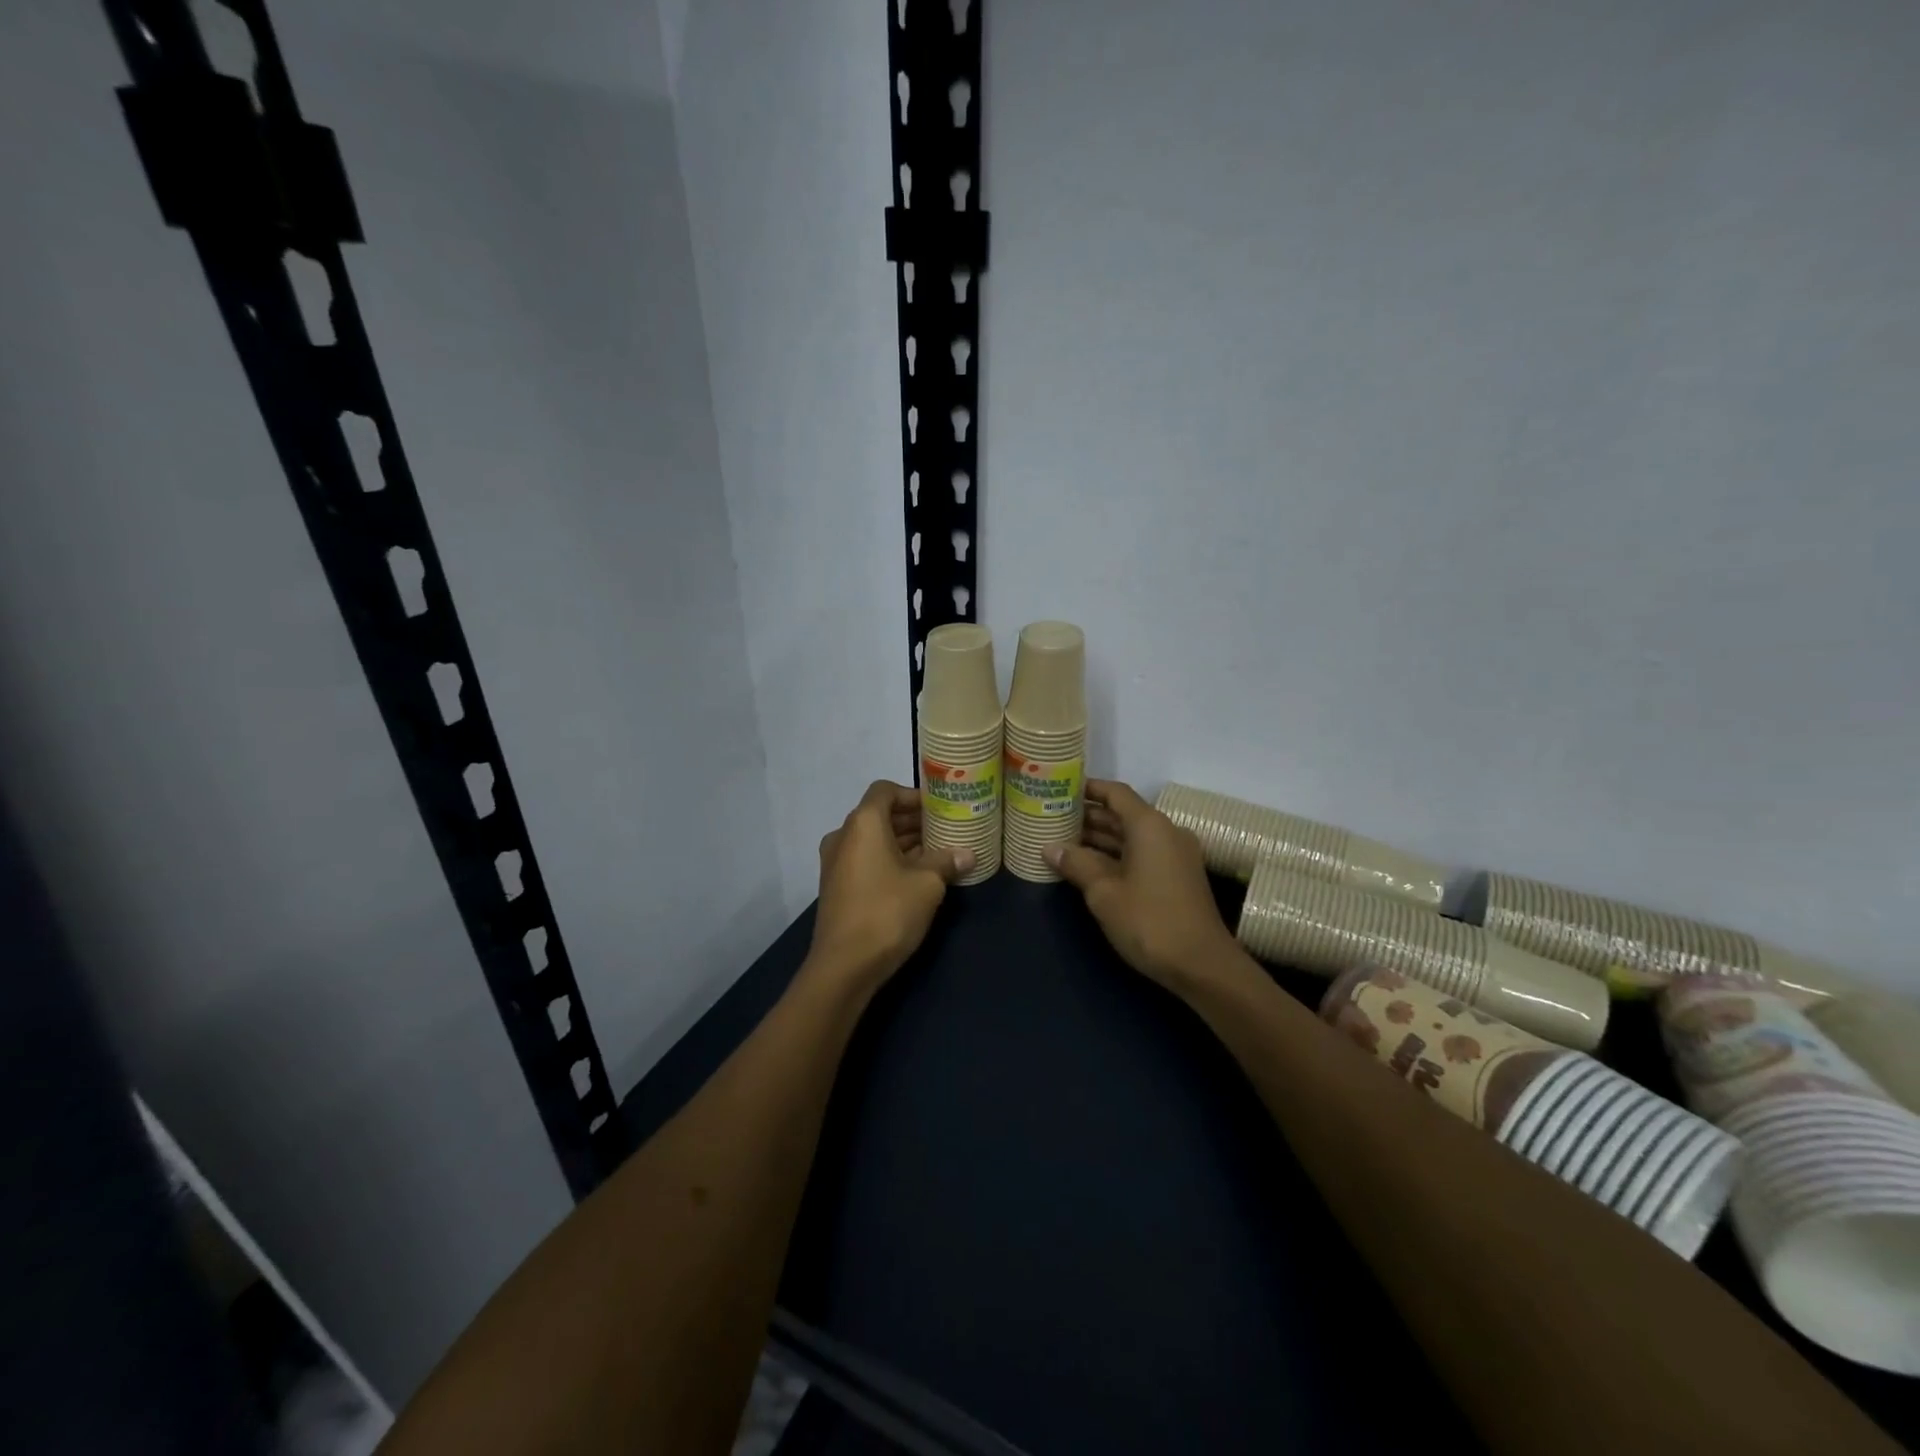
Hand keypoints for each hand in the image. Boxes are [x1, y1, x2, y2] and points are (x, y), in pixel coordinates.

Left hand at [808, 781, 972, 991]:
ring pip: (873, 840)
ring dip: (903, 842)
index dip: (912, 795)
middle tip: (945, 830)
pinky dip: (889, 860)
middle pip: (879, 815)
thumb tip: (968, 854)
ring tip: (937, 853)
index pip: (885, 790)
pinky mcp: (837, 887)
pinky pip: (866, 860)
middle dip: (912, 821)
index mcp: (863, 823)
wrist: (844, 966)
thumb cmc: (887, 912)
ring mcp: (836, 863)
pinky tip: (916, 877)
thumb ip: (947, 861)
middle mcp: (844, 836)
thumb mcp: (927, 884)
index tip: (938, 808)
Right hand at [1046, 780, 1246, 991]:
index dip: (1088, 789)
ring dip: (1099, 838)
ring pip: (1131, 836)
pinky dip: (1115, 856)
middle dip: (1088, 816)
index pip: (1115, 793)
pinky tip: (1088, 867)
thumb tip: (1050, 848)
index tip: (1060, 789)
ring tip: (1062, 841)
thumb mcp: (1104, 892)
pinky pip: (1141, 854)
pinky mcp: (1177, 877)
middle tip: (1052, 818)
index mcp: (1149, 826)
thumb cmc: (1149, 921)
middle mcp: (1165, 832)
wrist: (1202, 965)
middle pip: (1122, 814)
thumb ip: (1076, 863)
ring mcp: (1174, 855)